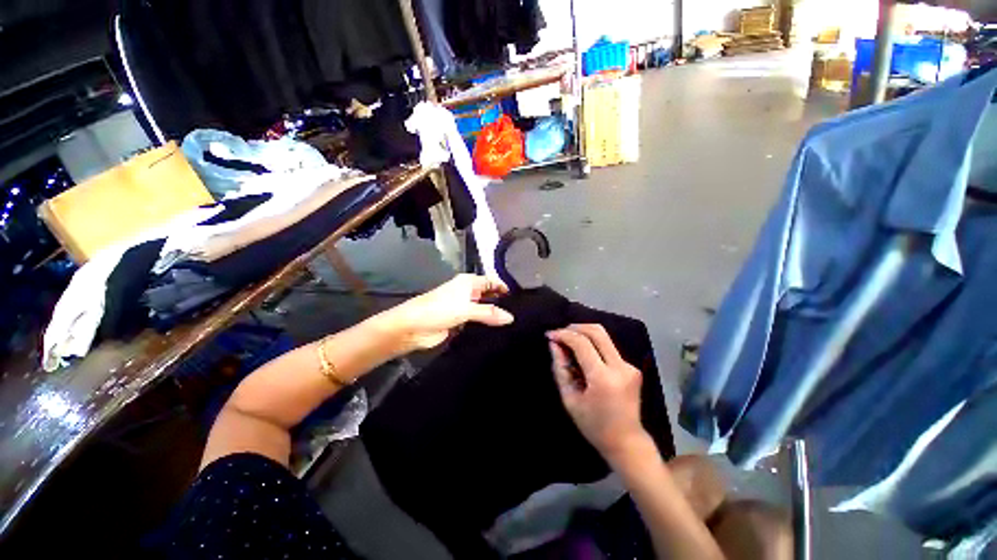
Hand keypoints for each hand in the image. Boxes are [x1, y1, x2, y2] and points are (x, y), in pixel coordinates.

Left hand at [382, 274, 512, 350]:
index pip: (492, 282)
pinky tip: (499, 332)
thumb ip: (489, 312)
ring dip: (494, 316)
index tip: (521, 298)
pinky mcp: (461, 322)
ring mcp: (464, 308)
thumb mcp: (465, 308)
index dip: (505, 288)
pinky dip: (486, 326)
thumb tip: (511, 318)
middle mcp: (468, 293)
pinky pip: (478, 322)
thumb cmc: (438, 309)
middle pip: (489, 296)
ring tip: (514, 324)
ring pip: (484, 310)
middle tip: (521, 313)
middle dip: (502, 303)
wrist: (412, 328)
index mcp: (469, 282)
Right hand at [548, 324, 647, 461]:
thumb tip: (554, 344)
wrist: (627, 442)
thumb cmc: (593, 425)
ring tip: (568, 344)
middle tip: (560, 333)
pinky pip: (608, 348)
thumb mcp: (570, 399)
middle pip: (597, 331)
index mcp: (603, 378)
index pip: (582, 343)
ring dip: (583, 334)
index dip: (564, 334)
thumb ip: (560, 368)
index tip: (550, 335)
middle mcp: (620, 367)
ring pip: (604, 336)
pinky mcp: (632, 367)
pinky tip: (583, 357)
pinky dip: (592, 346)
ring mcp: (629, 366)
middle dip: (575, 327)